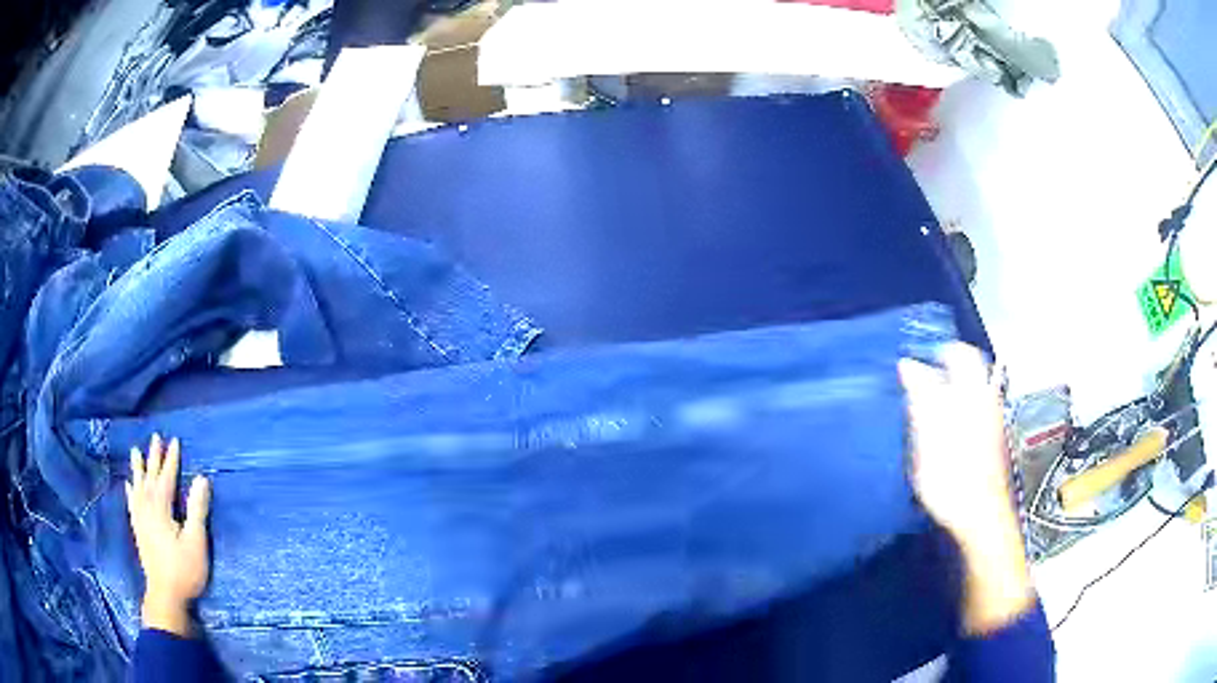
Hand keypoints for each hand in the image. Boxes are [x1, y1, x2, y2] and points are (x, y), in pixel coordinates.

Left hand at [126, 434, 211, 636]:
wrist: (165, 595)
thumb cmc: (184, 570)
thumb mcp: (196, 541)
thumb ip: (197, 509)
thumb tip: (202, 478)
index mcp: (161, 508)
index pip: (166, 477)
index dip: (171, 459)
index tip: (175, 440)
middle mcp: (147, 508)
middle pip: (150, 478)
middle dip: (154, 457)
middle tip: (155, 437)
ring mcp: (140, 519)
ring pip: (138, 487)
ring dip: (138, 469)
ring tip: (136, 452)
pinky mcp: (138, 530)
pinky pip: (132, 504)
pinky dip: (130, 492)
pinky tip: (128, 486)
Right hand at [899, 343, 1033, 634]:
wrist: (981, 519)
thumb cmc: (953, 478)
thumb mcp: (929, 437)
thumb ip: (921, 397)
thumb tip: (909, 364)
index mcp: (972, 395)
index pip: (960, 354)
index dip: (936, 353)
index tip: (914, 365)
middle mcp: (985, 402)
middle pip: (969, 371)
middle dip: (945, 372)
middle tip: (919, 388)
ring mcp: (990, 422)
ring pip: (971, 392)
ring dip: (950, 393)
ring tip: (926, 411)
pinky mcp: (989, 443)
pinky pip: (973, 413)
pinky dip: (956, 413)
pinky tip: (942, 435)